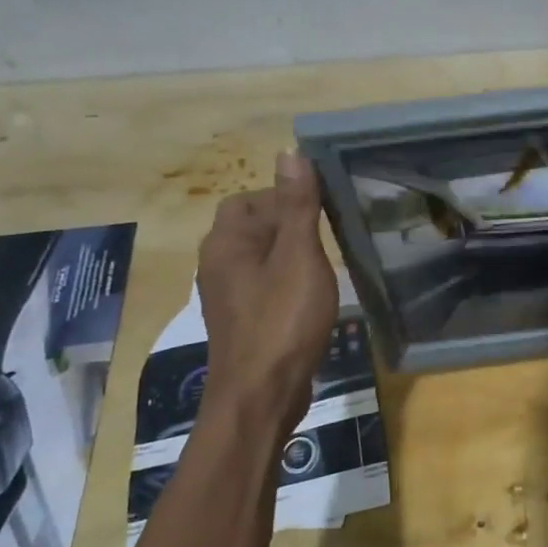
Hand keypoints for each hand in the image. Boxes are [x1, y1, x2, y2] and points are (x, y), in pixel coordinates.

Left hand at [195, 150, 337, 426]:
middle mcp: (218, 263)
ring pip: (261, 258)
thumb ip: (296, 205)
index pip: (250, 198)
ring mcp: (228, 295)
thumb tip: (290, 152)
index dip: (284, 197)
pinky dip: (287, 281)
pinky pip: (265, 285)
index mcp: (226, 242)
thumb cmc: (282, 320)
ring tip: (326, 264)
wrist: (262, 394)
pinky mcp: (242, 320)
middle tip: (330, 235)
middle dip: (290, 225)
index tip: (322, 209)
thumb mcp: (298, 256)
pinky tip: (313, 295)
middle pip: (253, 226)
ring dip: (291, 255)